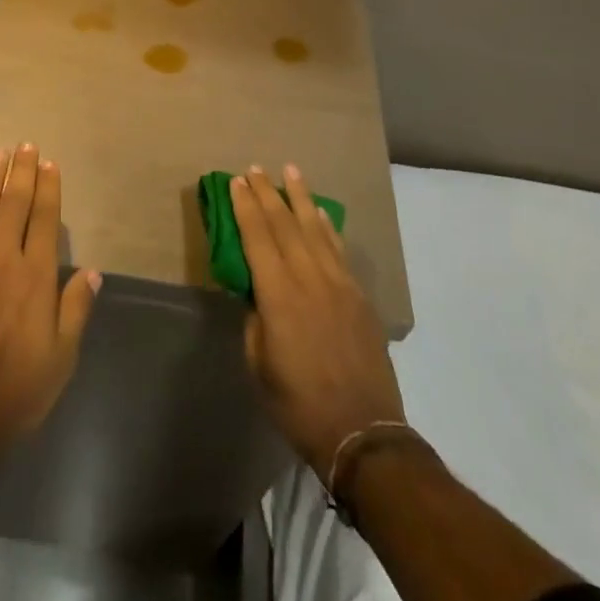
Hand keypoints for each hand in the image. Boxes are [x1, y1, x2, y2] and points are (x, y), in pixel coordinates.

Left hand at [0, 145, 100, 450]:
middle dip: (21, 173)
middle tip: (24, 145)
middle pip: (14, 206)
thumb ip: (75, 309)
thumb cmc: (16, 393)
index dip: (48, 189)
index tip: (48, 163)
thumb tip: (91, 270)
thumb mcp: (61, 358)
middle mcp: (3, 262)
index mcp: (36, 278)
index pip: (46, 221)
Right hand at [231, 164, 404, 478]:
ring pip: (315, 229)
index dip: (245, 207)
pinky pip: (338, 249)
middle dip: (267, 194)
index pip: (257, 238)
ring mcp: (338, 284)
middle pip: (285, 225)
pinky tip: (320, 212)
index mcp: (278, 296)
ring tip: (290, 171)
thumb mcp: (259, 365)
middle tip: (255, 168)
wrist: (363, 432)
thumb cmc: (299, 404)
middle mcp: (309, 279)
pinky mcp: (358, 295)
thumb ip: (255, 320)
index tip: (236, 182)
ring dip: (300, 197)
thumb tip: (256, 292)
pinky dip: (326, 226)